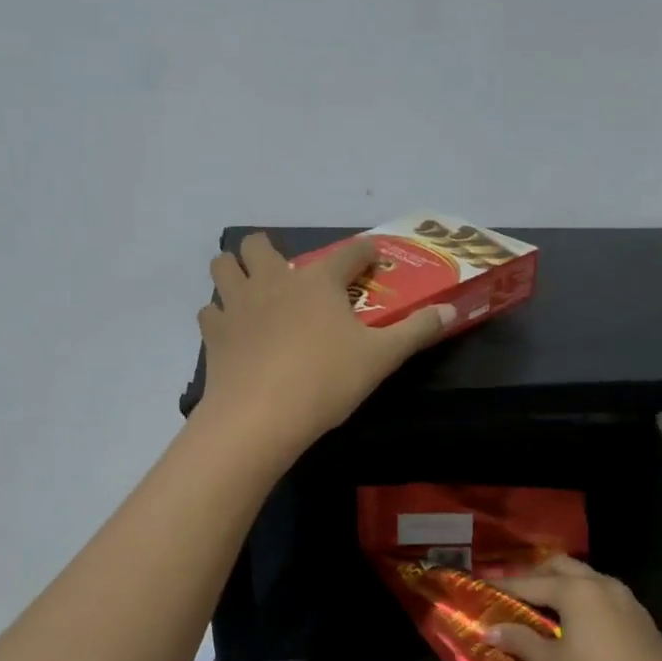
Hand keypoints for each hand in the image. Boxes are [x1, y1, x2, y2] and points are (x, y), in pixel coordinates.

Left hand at [195, 232, 452, 454]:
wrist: (261, 416)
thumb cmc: (326, 381)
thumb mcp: (381, 357)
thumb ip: (417, 331)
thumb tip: (450, 310)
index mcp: (317, 281)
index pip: (348, 253)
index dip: (364, 252)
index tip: (372, 258)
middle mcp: (273, 280)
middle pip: (258, 244)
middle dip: (270, 252)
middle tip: (288, 279)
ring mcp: (237, 303)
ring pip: (223, 266)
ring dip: (235, 273)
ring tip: (252, 295)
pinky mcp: (214, 333)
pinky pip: (211, 311)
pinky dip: (221, 316)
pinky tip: (235, 333)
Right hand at [488, 555, 661, 660]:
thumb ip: (520, 641)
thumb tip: (490, 629)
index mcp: (576, 590)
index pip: (530, 583)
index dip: (504, 587)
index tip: (483, 588)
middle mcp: (601, 584)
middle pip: (561, 567)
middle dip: (536, 576)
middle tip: (515, 597)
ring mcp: (626, 599)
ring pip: (586, 579)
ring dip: (563, 587)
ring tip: (543, 610)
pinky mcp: (641, 618)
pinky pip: (604, 597)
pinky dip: (584, 601)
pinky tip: (577, 625)